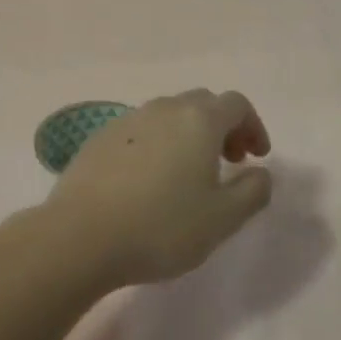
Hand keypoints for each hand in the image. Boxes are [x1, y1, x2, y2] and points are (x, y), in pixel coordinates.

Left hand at [43, 89, 273, 286]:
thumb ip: (253, 191)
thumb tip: (261, 172)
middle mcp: (163, 109)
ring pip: (169, 115)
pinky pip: (141, 131)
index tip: (256, 157)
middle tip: (229, 162)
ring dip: (189, 135)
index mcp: (198, 120)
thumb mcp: (223, 219)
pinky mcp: (99, 138)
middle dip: (223, 127)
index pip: (236, 104)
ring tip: (189, 174)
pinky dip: (158, 144)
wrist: (79, 236)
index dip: (253, 126)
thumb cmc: (161, 226)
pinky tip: (149, 181)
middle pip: (202, 103)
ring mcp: (127, 120)